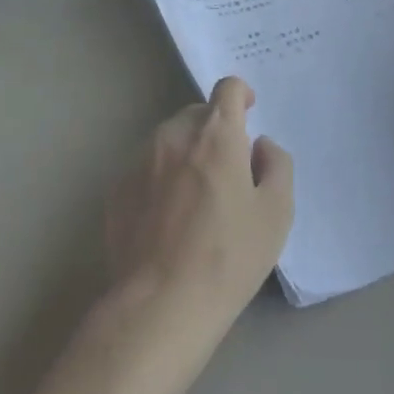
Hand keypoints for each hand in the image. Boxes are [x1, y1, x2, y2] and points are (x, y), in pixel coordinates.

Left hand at [104, 78, 293, 362]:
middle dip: (215, 130)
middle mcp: (173, 135)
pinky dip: (160, 178)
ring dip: (186, 152)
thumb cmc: (228, 256)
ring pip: (169, 140)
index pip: (227, 88)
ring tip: (197, 198)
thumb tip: (260, 146)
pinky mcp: (117, 189)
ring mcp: (139, 160)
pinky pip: (146, 168)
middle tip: (228, 169)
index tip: (248, 113)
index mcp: (216, 135)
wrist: (160, 304)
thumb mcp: (276, 212)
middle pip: (197, 114)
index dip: (240, 95)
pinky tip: (168, 219)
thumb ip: (276, 165)